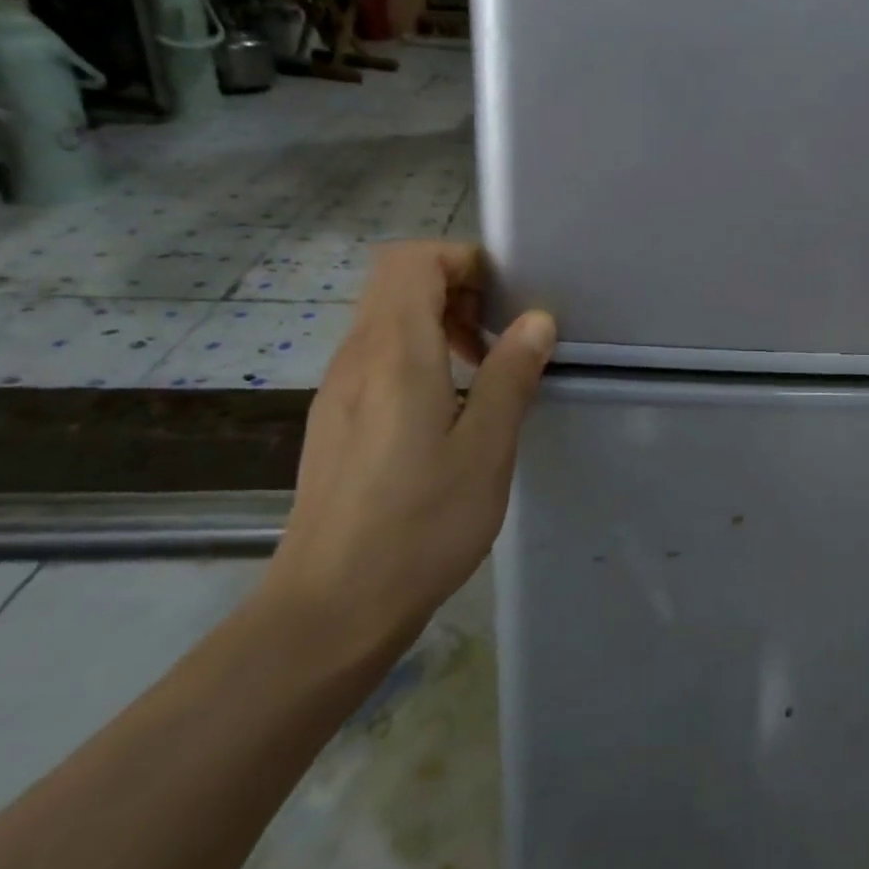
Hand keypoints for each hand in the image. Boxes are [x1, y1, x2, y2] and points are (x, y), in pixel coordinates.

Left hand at [257, 241, 555, 666]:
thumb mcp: (485, 449)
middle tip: (498, 335)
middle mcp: (356, 358)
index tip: (504, 298)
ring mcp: (338, 390)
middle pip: (396, 283)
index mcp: (395, 353)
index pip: (413, 260)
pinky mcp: (334, 420)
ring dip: (436, 324)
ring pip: (385, 320)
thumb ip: (510, 375)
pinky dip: (416, 357)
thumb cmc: (420, 525)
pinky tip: (445, 412)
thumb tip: (537, 319)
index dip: (461, 260)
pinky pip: (376, 359)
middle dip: (454, 289)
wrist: (331, 608)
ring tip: (480, 372)